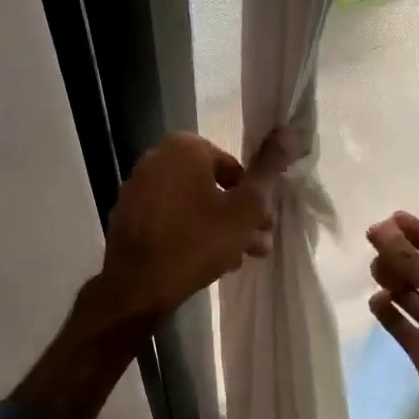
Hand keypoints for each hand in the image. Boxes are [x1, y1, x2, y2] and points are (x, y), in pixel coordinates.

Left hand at [97, 130, 292, 324]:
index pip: (231, 165)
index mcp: (182, 149)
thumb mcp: (245, 209)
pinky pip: (167, 219)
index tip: (263, 223)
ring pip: (190, 204)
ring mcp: (136, 189)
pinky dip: (187, 232)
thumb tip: (292, 131)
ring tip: (238, 259)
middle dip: (236, 215)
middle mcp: (155, 160)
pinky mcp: (126, 217)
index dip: (252, 195)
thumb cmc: (196, 242)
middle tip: (257, 244)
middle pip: (209, 186)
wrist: (137, 287)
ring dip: (216, 227)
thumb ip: (268, 170)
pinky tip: (206, 262)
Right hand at [366, 211, 418, 418]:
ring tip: (374, 269)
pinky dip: (388, 312)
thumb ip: (412, 261)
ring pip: (410, 297)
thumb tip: (380, 229)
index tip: (390, 218)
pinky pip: (401, 325)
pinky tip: (376, 301)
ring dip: (393, 281)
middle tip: (372, 241)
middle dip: (401, 256)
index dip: (418, 235)